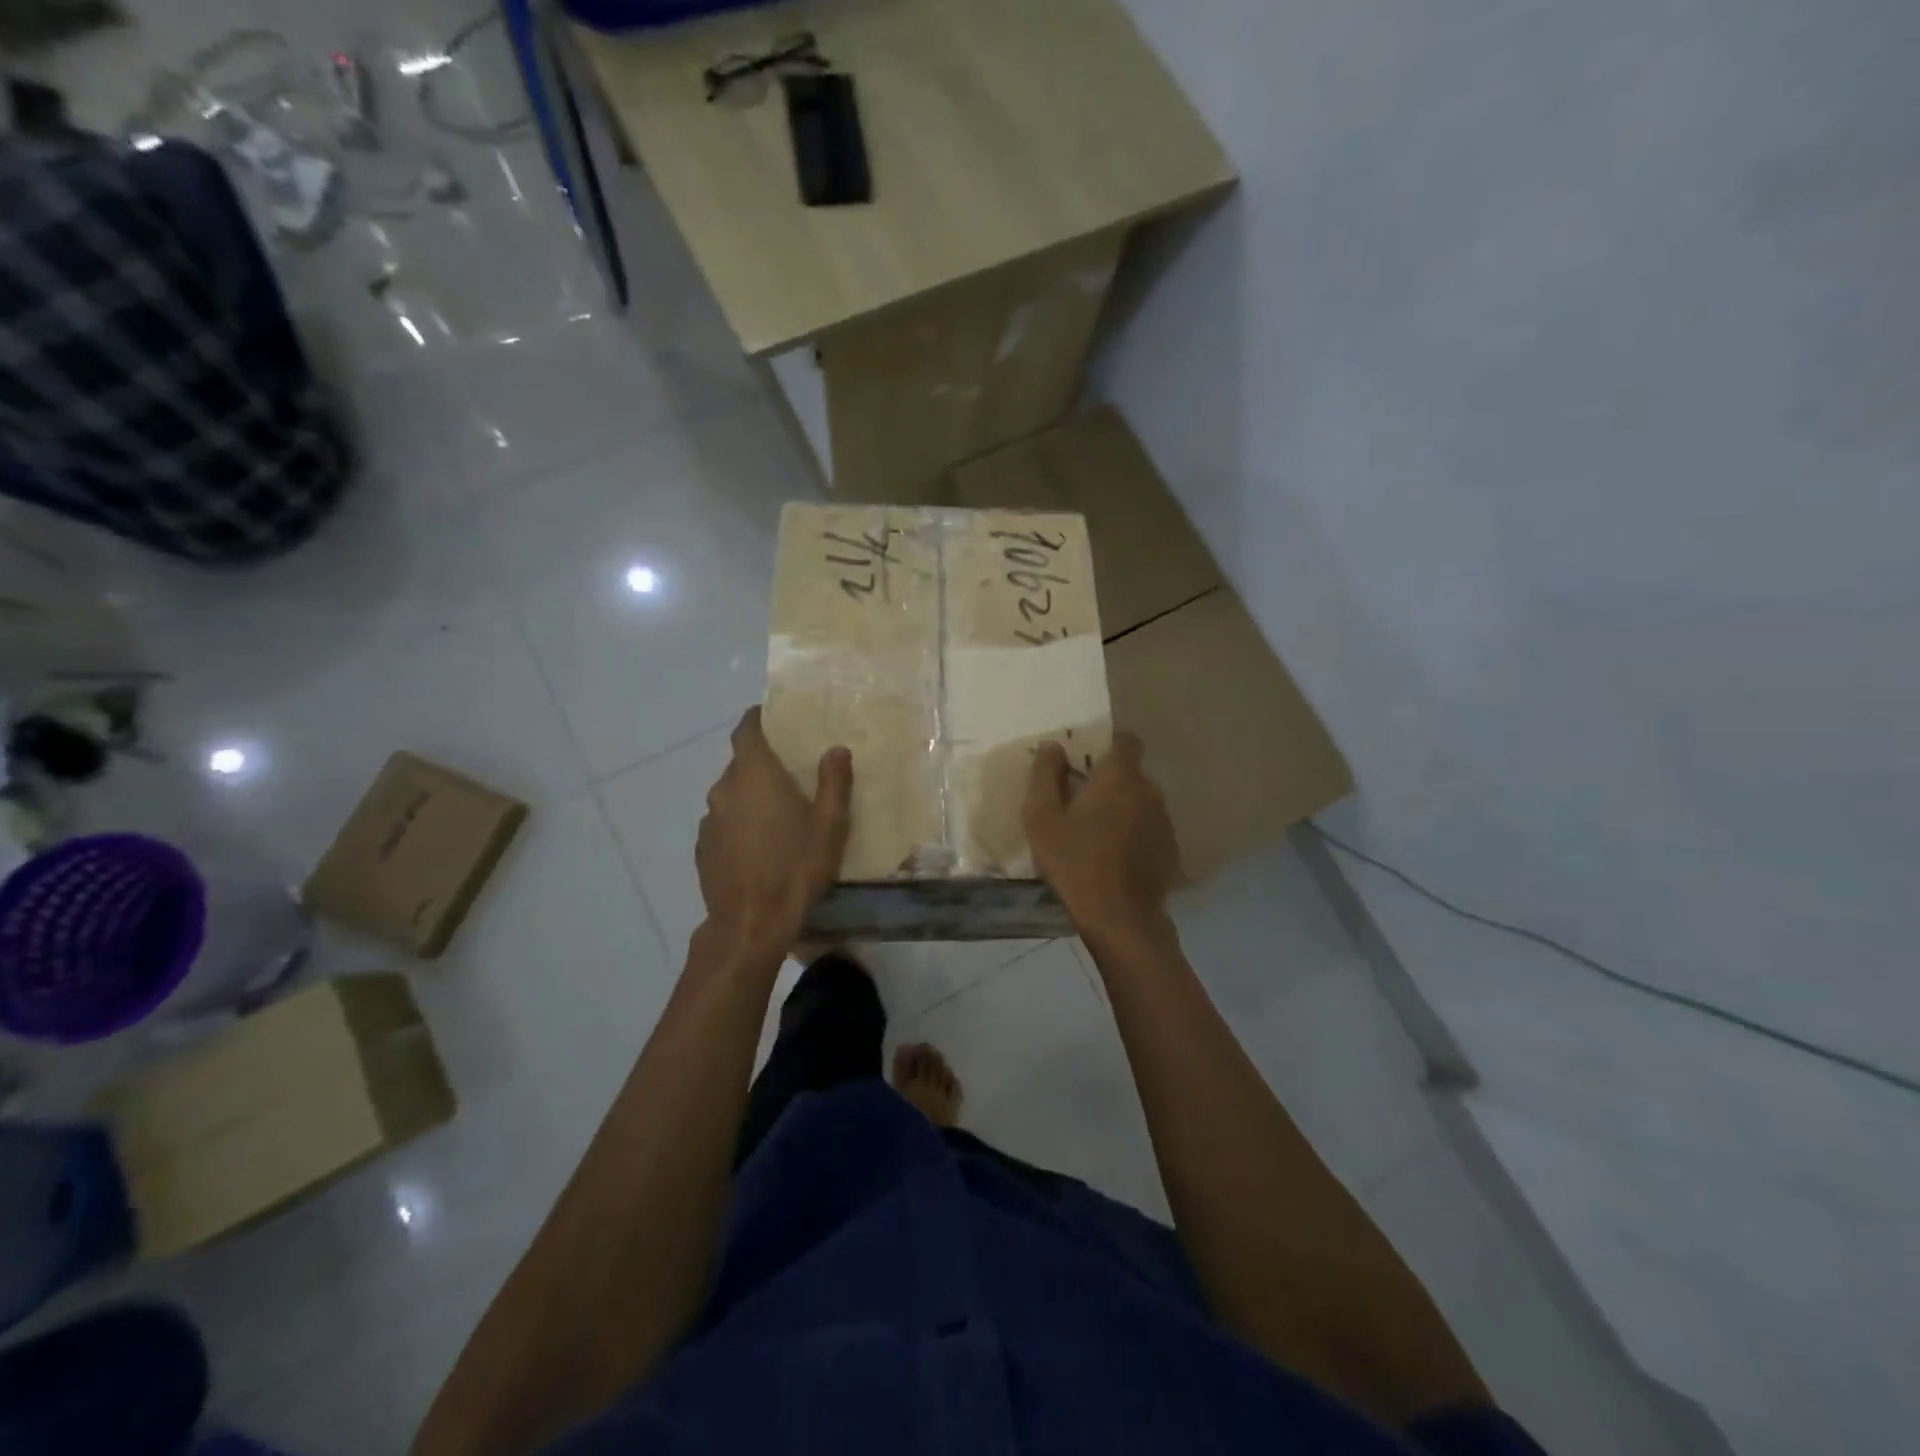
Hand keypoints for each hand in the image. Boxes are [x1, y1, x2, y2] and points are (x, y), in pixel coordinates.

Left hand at [696, 707, 851, 951]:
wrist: (750, 923)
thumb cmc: (795, 867)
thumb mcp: (829, 826)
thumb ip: (834, 782)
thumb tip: (836, 749)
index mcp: (754, 775)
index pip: (746, 731)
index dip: (757, 719)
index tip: (772, 717)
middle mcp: (724, 789)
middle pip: (740, 763)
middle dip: (762, 763)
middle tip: (790, 774)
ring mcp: (709, 820)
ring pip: (731, 795)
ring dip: (750, 796)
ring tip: (777, 814)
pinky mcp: (703, 848)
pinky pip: (723, 822)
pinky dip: (739, 823)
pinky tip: (758, 845)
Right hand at [1023, 733, 1179, 941]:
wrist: (1119, 918)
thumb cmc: (1074, 863)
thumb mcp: (1042, 818)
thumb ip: (1045, 775)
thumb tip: (1052, 746)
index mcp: (1119, 778)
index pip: (1126, 741)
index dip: (1107, 745)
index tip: (1085, 762)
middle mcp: (1150, 791)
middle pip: (1131, 774)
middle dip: (1109, 782)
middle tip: (1080, 804)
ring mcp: (1164, 822)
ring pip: (1141, 802)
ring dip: (1123, 809)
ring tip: (1097, 834)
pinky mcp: (1170, 849)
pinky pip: (1149, 828)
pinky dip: (1135, 834)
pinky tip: (1115, 857)